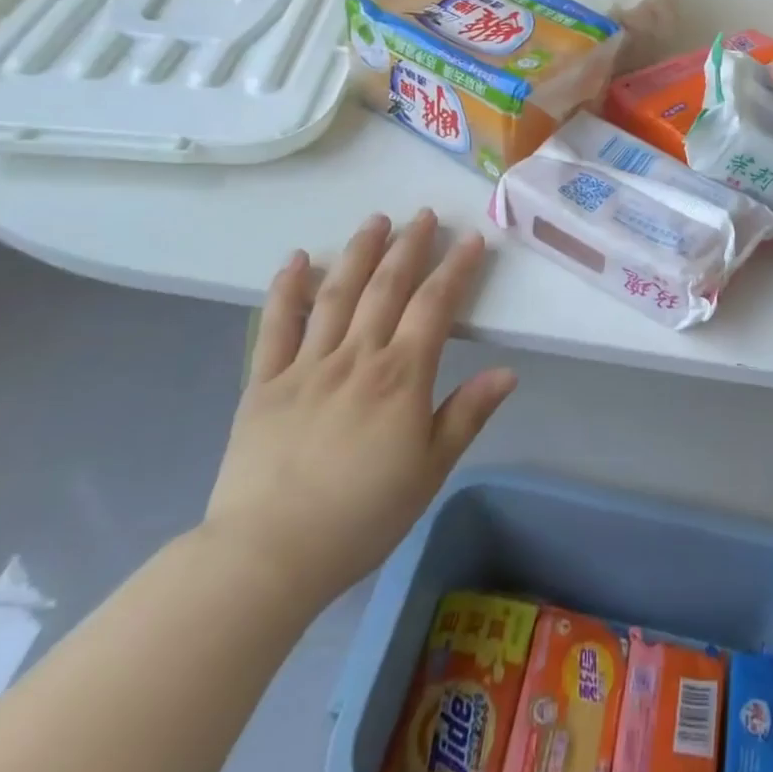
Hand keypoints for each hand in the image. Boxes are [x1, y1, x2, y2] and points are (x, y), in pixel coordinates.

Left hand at [200, 209, 515, 610]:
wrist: (266, 557)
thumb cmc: (360, 517)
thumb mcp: (430, 471)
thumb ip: (467, 415)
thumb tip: (508, 371)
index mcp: (401, 377)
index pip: (435, 306)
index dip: (456, 269)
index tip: (471, 239)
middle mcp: (357, 357)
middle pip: (387, 287)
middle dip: (409, 246)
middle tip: (424, 215)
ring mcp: (307, 365)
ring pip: (337, 294)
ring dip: (358, 252)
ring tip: (376, 220)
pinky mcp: (265, 383)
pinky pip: (276, 326)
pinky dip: (287, 289)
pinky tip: (297, 259)